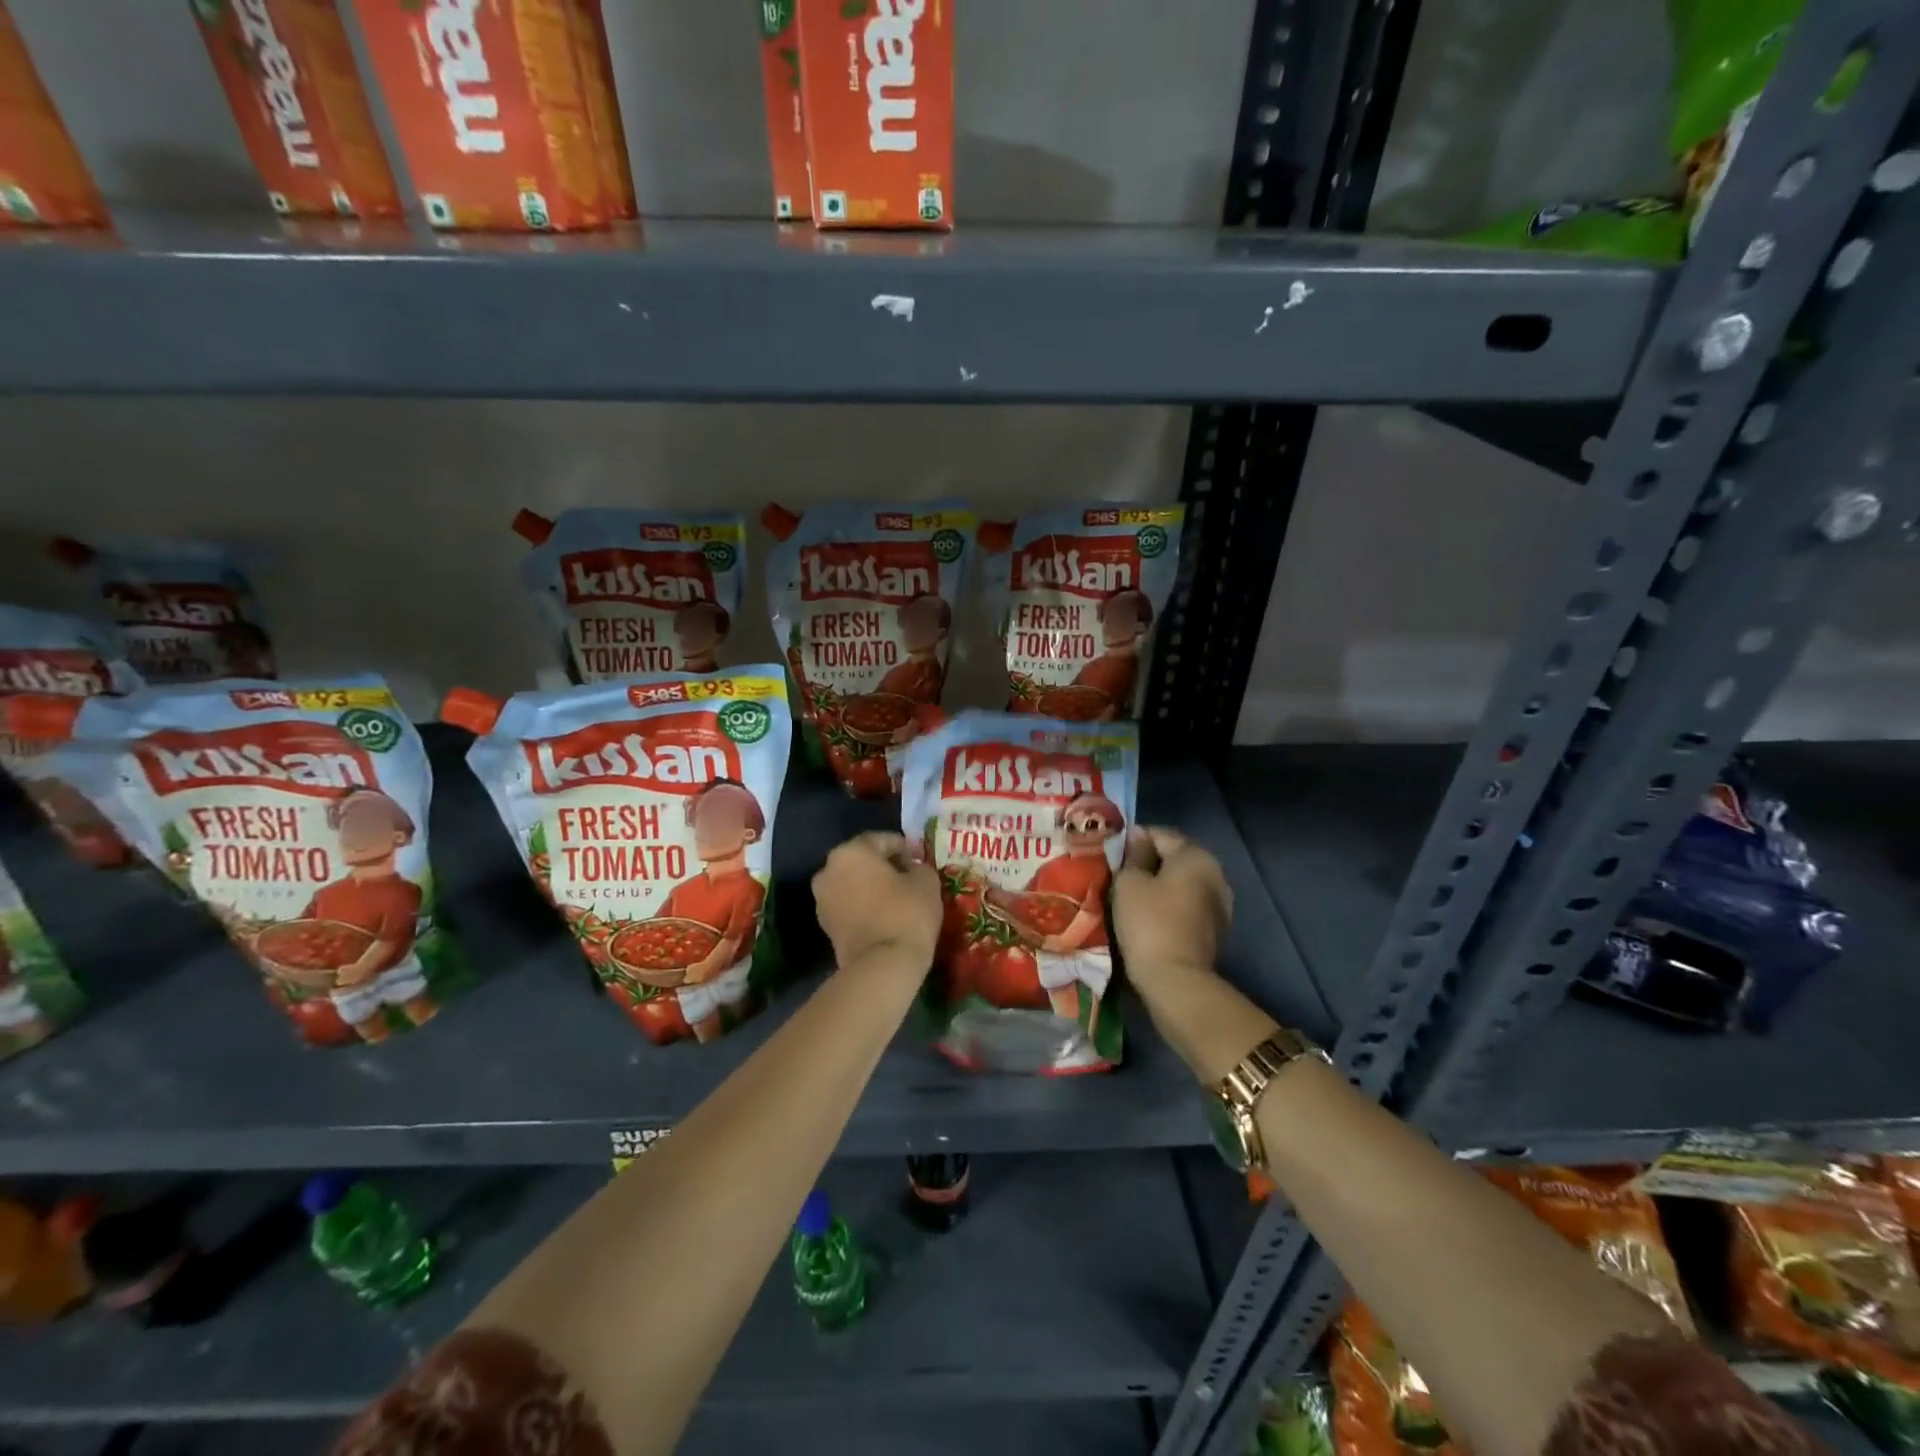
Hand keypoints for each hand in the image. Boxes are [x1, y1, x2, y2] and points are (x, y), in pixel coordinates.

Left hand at [812, 832, 941, 974]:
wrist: (882, 966)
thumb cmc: (906, 913)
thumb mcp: (926, 880)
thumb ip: (918, 866)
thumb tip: (910, 868)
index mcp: (850, 852)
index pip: (882, 840)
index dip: (905, 847)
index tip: (921, 859)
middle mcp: (828, 870)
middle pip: (862, 860)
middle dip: (885, 865)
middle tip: (909, 876)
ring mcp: (822, 900)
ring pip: (852, 883)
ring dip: (872, 886)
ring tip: (898, 898)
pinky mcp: (825, 926)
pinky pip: (848, 905)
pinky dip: (864, 905)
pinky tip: (884, 915)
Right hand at [1113, 827, 1232, 994]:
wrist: (1175, 979)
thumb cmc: (1148, 922)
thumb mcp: (1129, 882)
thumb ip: (1134, 855)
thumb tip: (1138, 837)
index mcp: (1196, 855)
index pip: (1160, 833)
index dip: (1133, 839)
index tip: (1112, 852)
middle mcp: (1215, 873)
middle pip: (1175, 856)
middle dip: (1149, 861)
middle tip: (1119, 872)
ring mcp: (1220, 902)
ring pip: (1183, 881)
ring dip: (1160, 883)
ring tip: (1132, 894)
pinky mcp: (1216, 927)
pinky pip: (1188, 902)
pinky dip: (1171, 902)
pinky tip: (1150, 913)